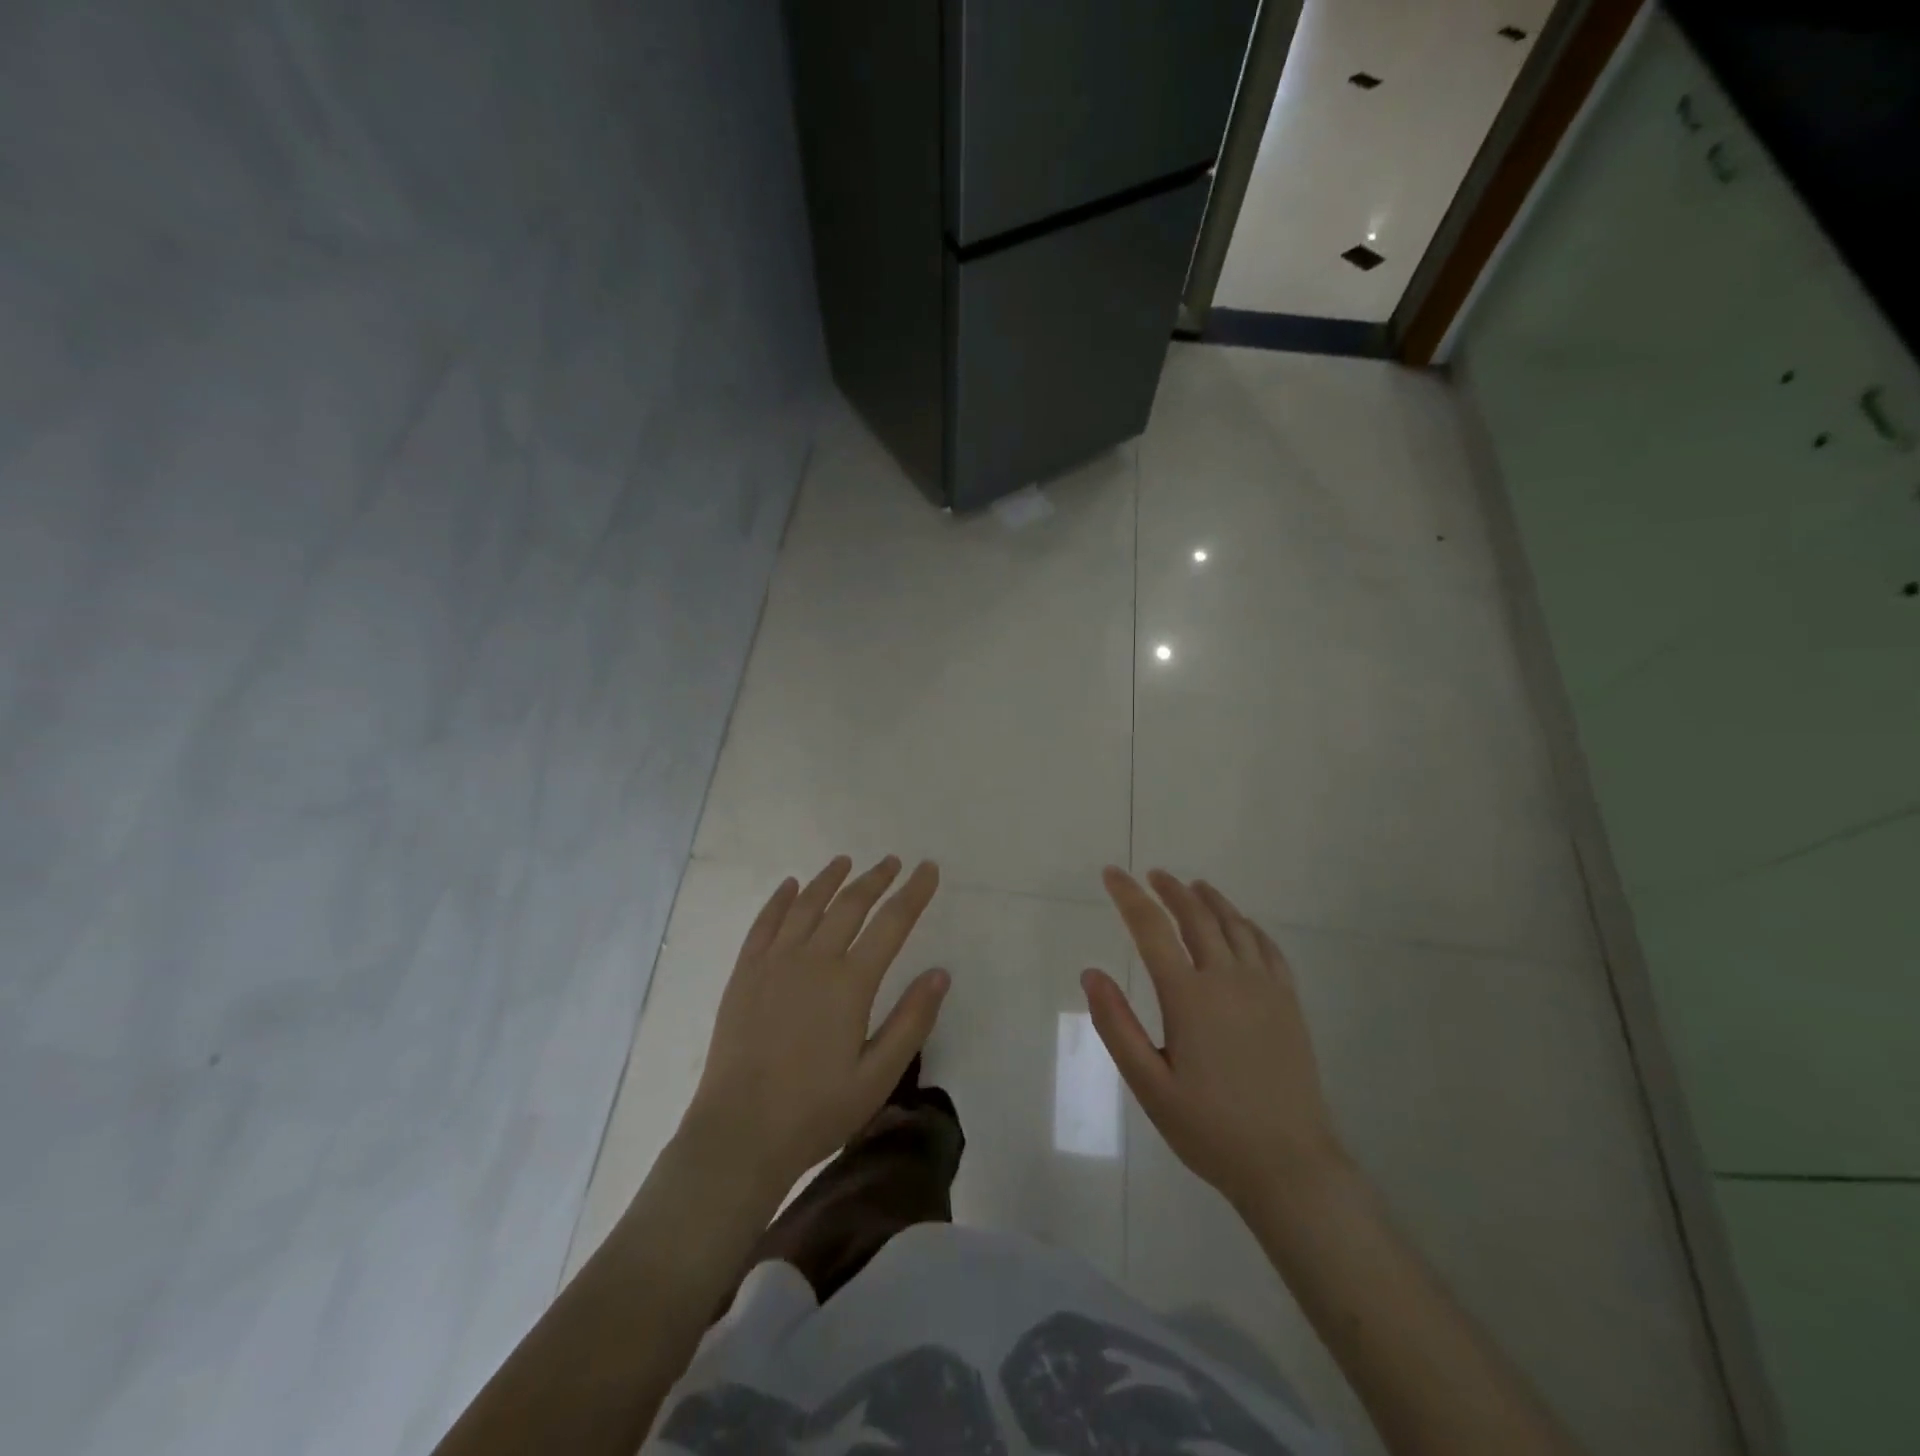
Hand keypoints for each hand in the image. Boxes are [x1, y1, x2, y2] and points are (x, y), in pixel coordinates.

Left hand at [685, 855, 949, 1194]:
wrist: (739, 1134)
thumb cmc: (816, 1111)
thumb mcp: (878, 1077)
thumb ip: (912, 1021)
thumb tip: (940, 972)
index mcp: (850, 984)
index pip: (891, 923)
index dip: (913, 893)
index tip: (928, 869)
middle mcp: (813, 960)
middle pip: (850, 905)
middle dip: (875, 879)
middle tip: (892, 862)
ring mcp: (773, 963)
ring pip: (806, 905)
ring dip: (830, 879)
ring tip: (846, 862)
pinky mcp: (744, 973)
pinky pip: (764, 923)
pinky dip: (780, 899)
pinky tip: (790, 886)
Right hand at [1084, 867, 1346, 1212]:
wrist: (1289, 1165)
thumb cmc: (1209, 1128)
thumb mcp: (1148, 1085)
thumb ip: (1116, 1025)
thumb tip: (1091, 973)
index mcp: (1189, 996)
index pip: (1151, 929)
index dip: (1129, 896)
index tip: (1112, 874)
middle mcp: (1228, 979)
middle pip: (1196, 916)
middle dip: (1170, 890)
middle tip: (1153, 875)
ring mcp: (1264, 988)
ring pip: (1235, 925)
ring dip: (1210, 899)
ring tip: (1193, 886)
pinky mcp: (1289, 1003)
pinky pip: (1268, 947)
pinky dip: (1248, 925)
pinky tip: (1241, 924)